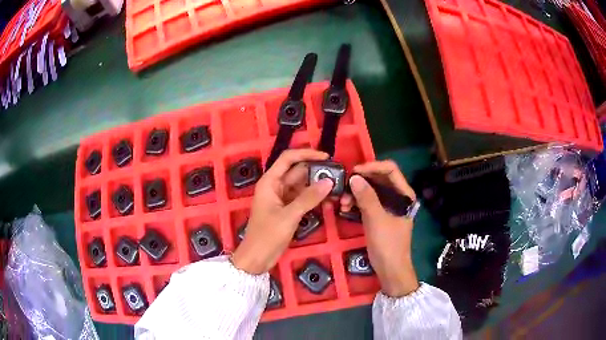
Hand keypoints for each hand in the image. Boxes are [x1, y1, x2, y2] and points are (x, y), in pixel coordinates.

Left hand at [232, 149, 333, 274]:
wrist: (257, 258)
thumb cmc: (267, 235)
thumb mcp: (289, 216)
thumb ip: (309, 198)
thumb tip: (329, 181)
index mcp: (270, 182)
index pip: (288, 158)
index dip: (307, 154)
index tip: (326, 157)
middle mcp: (276, 186)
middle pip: (298, 171)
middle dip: (316, 172)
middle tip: (338, 175)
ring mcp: (282, 198)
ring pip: (302, 185)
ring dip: (318, 186)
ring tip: (337, 189)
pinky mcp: (288, 209)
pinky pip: (303, 198)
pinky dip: (314, 199)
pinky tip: (329, 201)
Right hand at [340, 160, 418, 296]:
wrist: (390, 270)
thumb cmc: (388, 245)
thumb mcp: (376, 220)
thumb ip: (367, 197)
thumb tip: (354, 177)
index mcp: (404, 194)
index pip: (390, 169)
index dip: (372, 166)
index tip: (354, 171)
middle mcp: (397, 196)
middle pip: (378, 179)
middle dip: (360, 181)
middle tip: (343, 187)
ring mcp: (388, 206)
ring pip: (371, 191)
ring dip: (355, 193)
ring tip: (342, 203)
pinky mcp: (379, 215)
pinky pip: (367, 202)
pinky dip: (356, 203)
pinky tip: (345, 208)